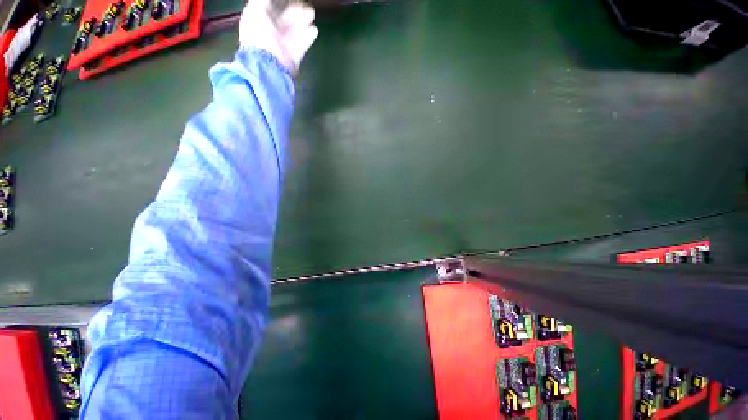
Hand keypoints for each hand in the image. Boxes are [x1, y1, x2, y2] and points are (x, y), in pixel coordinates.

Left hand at [240, 0, 318, 73]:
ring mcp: (284, 45)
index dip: (281, 2)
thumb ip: (263, 1)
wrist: (268, 62)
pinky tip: (314, 30)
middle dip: (295, 12)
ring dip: (303, 21)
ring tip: (311, 13)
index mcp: (260, 21)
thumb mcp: (255, 11)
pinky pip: (302, 44)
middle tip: (305, 6)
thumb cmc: (259, 34)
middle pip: (285, 19)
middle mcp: (272, 32)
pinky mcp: (294, 55)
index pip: (271, 9)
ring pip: (295, 30)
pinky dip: (308, 37)